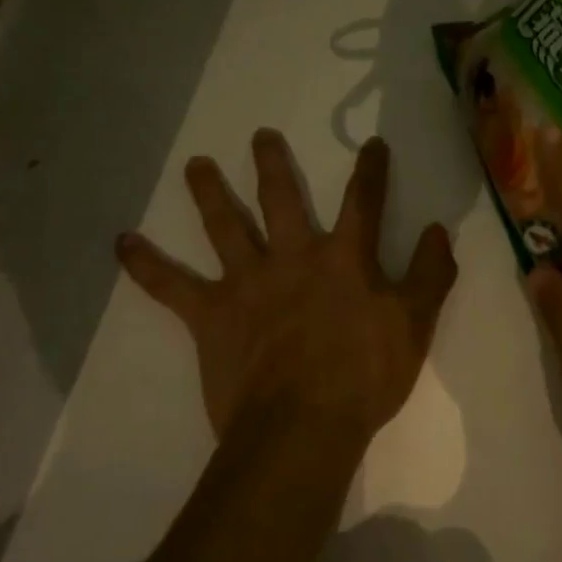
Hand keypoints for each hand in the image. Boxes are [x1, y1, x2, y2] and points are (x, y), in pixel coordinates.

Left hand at [117, 129, 457, 444]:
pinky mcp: (210, 315)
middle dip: (273, 165)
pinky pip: (170, 286)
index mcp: (344, 258)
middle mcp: (293, 257)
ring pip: (225, 227)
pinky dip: (145, 264)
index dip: (371, 170)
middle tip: (260, 135)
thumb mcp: (415, 325)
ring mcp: (247, 283)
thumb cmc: (365, 376)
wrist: (303, 426)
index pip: (363, 201)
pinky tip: (121, 243)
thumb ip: (430, 273)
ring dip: (209, 194)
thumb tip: (439, 230)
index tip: (372, 144)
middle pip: (281, 199)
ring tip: (196, 165)